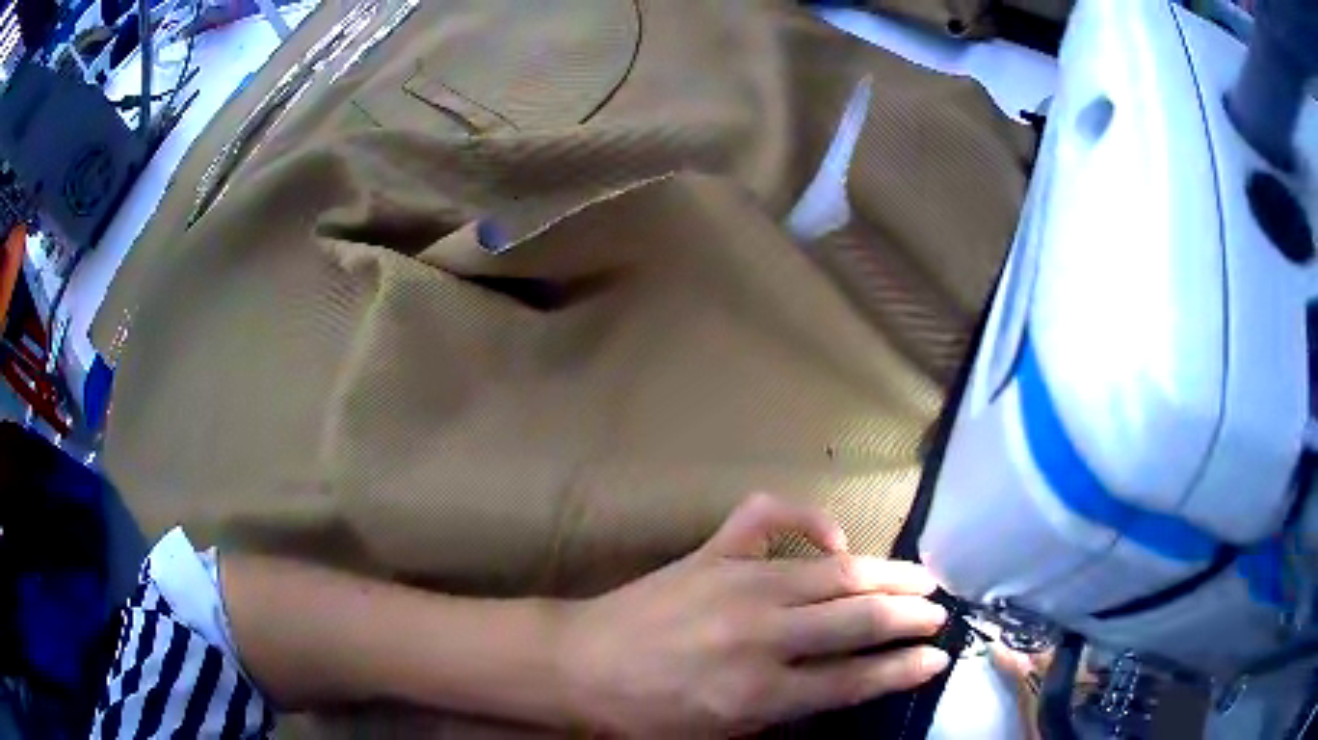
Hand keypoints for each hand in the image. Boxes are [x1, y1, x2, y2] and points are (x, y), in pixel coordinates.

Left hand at [557, 493, 950, 736]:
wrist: (581, 665)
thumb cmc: (647, 714)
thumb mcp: (721, 734)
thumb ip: (785, 711)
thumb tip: (841, 682)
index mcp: (761, 694)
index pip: (855, 680)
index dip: (904, 668)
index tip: (938, 656)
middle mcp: (762, 636)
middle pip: (859, 620)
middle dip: (910, 615)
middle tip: (939, 612)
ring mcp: (739, 584)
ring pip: (836, 573)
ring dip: (887, 573)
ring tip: (921, 576)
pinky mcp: (714, 553)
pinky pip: (771, 517)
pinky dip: (810, 519)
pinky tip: (833, 538)